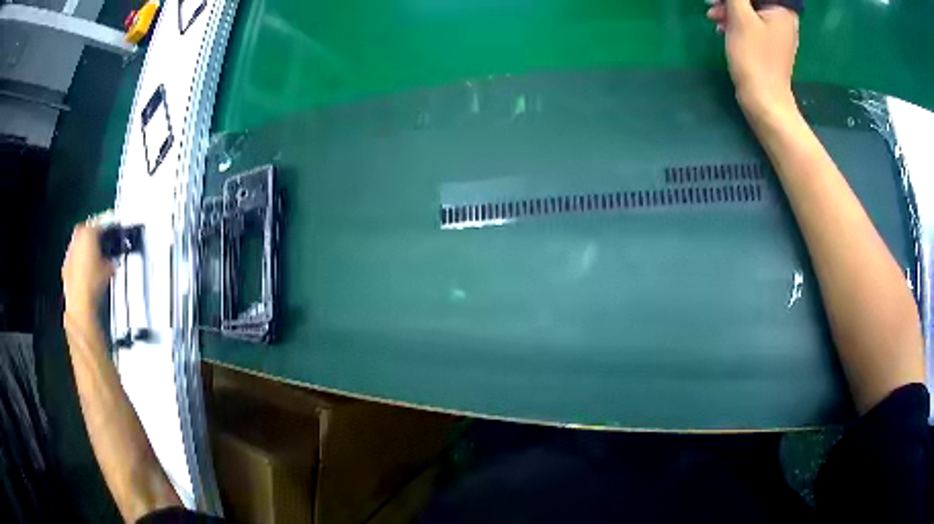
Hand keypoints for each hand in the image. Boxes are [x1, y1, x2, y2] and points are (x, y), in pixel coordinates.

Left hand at [62, 224, 113, 316]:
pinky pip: (75, 260)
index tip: (113, 235)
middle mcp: (77, 237)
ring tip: (96, 263)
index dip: (109, 230)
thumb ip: (111, 259)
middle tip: (103, 247)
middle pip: (87, 232)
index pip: (101, 224)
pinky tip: (88, 274)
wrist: (80, 303)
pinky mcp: (66, 267)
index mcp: (88, 231)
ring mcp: (69, 252)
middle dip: (95, 239)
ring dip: (87, 251)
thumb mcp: (110, 269)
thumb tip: (112, 260)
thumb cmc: (94, 282)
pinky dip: (81, 264)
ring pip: (80, 246)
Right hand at [707, 0, 799, 122]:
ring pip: (749, 8)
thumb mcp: (740, 17)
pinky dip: (735, 19)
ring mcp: (776, 31)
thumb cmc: (755, 58)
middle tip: (711, 2)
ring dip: (729, 7)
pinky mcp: (768, 42)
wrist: (764, 101)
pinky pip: (750, 21)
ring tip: (712, 15)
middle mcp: (783, 17)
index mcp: (782, 9)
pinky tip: (722, 25)